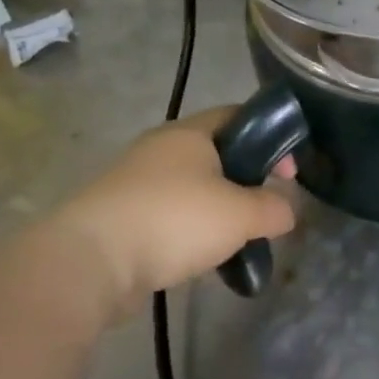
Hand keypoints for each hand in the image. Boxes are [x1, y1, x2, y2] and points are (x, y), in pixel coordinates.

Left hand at [52, 106, 296, 307]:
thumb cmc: (174, 220)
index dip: (271, 138)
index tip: (288, 173)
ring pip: (193, 188)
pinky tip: (202, 256)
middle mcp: (160, 149)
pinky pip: (169, 215)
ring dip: (219, 210)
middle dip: (246, 180)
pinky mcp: (120, 217)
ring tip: (236, 240)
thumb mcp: (241, 214)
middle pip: (217, 155)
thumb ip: (274, 208)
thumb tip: (286, 211)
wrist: (90, 262)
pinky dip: (190, 231)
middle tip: (265, 209)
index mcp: (189, 134)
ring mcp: (135, 183)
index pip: (238, 116)